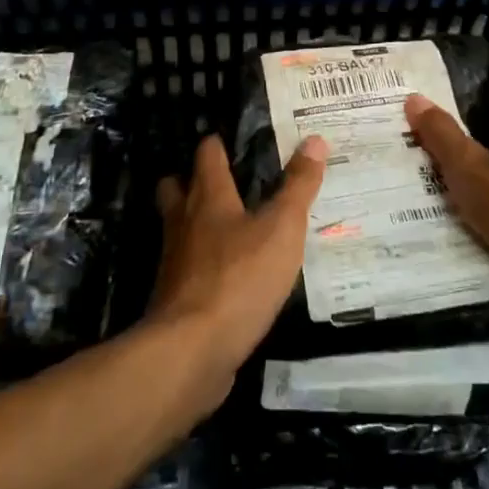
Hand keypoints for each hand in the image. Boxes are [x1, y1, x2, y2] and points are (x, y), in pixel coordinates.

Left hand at [146, 133, 326, 400]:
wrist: (192, 350)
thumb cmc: (239, 278)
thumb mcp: (282, 228)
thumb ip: (298, 186)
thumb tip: (314, 139)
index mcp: (209, 197)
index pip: (207, 154)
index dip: (217, 143)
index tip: (232, 138)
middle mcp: (184, 222)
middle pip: (177, 188)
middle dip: (192, 180)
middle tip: (223, 180)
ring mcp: (175, 261)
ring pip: (179, 228)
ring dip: (195, 223)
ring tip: (227, 227)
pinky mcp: (175, 298)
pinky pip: (187, 268)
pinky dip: (202, 265)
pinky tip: (226, 275)